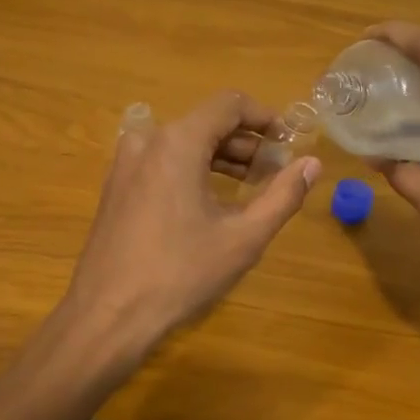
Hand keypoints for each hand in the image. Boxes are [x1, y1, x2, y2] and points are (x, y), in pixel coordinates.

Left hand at [61, 91, 322, 376]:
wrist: (107, 315)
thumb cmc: (180, 273)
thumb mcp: (243, 237)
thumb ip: (283, 195)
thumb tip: (312, 164)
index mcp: (177, 141)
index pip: (230, 105)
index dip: (265, 117)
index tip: (289, 143)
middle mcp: (147, 140)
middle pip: (207, 123)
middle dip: (246, 143)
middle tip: (276, 172)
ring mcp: (126, 163)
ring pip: (184, 143)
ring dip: (221, 157)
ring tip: (252, 187)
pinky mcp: (117, 186)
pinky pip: (163, 161)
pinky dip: (193, 169)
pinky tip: (213, 201)